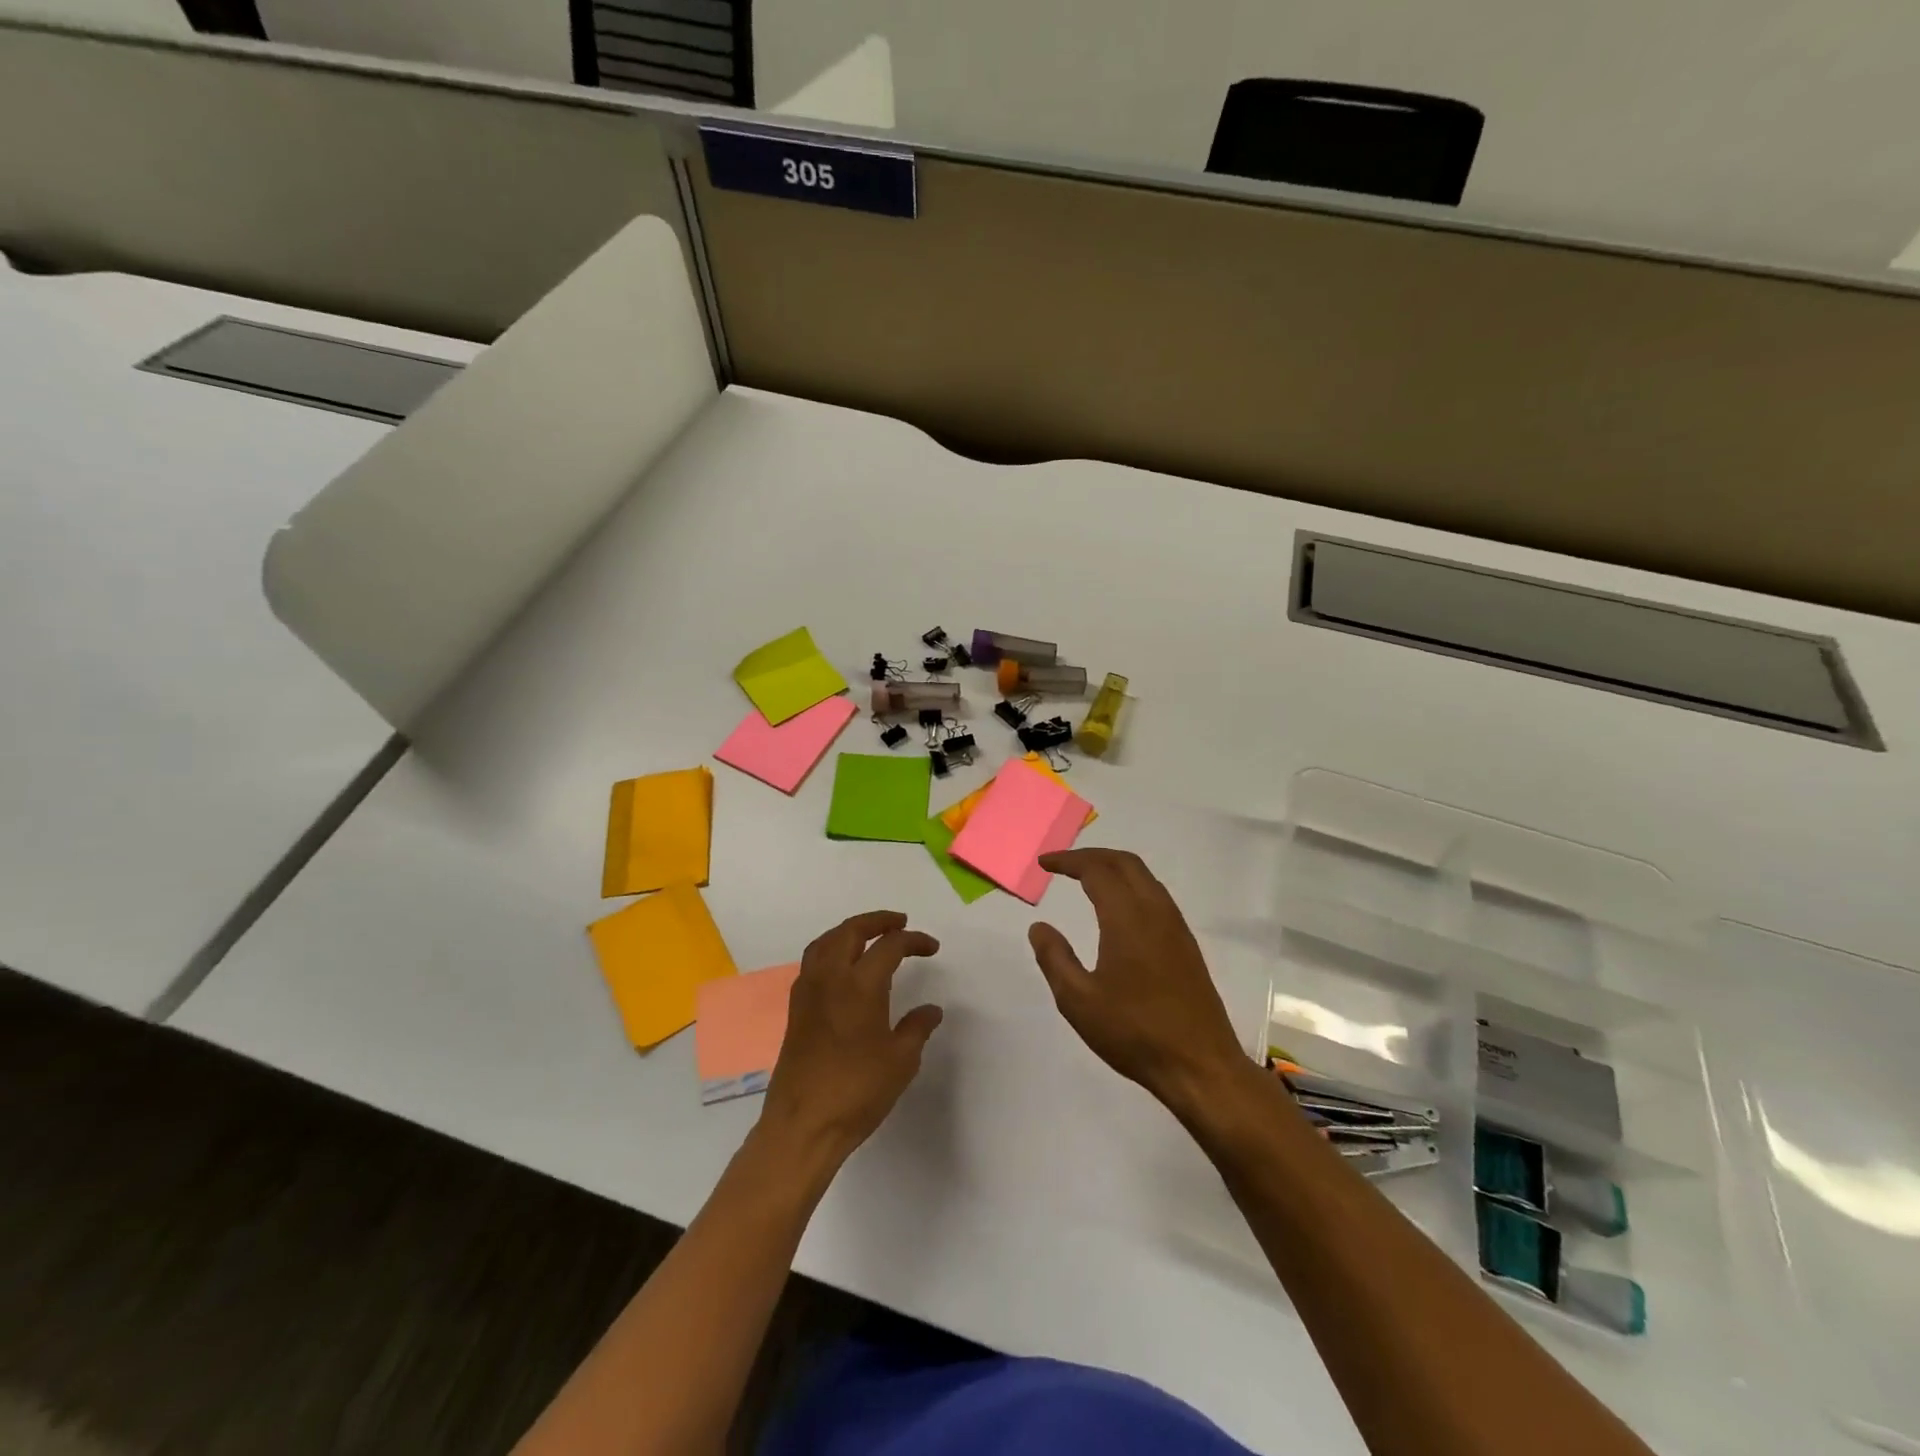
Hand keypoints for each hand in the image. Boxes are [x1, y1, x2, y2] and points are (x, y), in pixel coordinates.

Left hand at [761, 911, 943, 1167]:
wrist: (803, 1125)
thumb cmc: (857, 1091)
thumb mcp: (900, 1061)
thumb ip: (917, 1028)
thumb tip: (931, 1010)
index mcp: (860, 985)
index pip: (889, 946)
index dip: (914, 940)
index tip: (932, 948)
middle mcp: (830, 978)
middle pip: (851, 931)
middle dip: (877, 921)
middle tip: (900, 923)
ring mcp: (808, 992)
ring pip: (826, 942)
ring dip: (849, 931)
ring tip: (869, 936)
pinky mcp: (795, 1009)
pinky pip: (813, 962)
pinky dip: (831, 950)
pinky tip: (843, 967)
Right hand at [1030, 850, 1250, 1111]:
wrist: (1200, 1066)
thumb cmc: (1134, 1033)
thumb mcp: (1078, 1001)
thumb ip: (1054, 958)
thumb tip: (1039, 926)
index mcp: (1127, 919)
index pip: (1096, 870)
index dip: (1068, 861)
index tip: (1044, 863)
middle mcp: (1155, 912)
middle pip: (1125, 862)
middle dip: (1091, 855)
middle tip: (1063, 865)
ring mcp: (1176, 927)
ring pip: (1144, 877)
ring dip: (1114, 867)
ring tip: (1086, 878)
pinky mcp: (1186, 944)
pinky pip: (1156, 895)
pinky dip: (1131, 885)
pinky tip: (1118, 908)